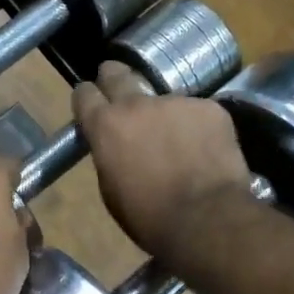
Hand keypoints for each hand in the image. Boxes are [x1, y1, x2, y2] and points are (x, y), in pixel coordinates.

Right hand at [73, 62, 253, 257]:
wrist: (206, 219)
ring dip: (164, 115)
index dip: (87, 99)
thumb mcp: (111, 191)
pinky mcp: (209, 108)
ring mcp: (176, 101)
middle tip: (120, 91)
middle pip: (118, 74)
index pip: (84, 94)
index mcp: (106, 126)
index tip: (91, 105)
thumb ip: (109, 156)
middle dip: (114, 79)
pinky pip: (197, 113)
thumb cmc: (150, 217)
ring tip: (177, 143)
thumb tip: (115, 146)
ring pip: (164, 100)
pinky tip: (205, 151)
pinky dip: (197, 128)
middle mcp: (137, 103)